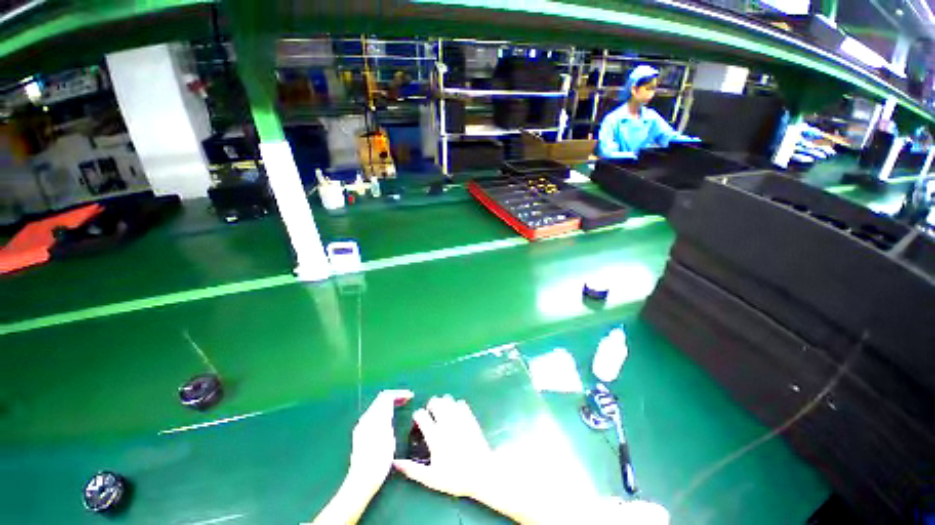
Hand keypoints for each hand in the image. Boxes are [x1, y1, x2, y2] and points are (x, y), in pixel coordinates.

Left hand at [347, 389, 413, 494]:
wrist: (361, 481)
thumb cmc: (379, 461)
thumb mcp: (388, 437)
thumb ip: (388, 416)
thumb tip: (390, 401)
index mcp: (373, 418)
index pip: (386, 396)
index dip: (400, 393)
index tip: (411, 397)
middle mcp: (366, 419)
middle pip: (380, 399)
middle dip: (395, 397)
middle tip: (407, 400)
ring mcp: (362, 426)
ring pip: (377, 406)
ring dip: (390, 404)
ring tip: (401, 407)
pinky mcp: (361, 434)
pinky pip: (374, 414)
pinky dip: (384, 411)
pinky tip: (390, 419)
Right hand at [392, 395, 492, 499]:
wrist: (482, 473)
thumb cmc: (455, 477)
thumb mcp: (431, 478)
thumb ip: (412, 469)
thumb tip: (394, 462)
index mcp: (435, 437)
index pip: (421, 415)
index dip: (418, 416)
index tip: (418, 423)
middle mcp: (446, 423)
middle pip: (435, 402)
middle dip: (430, 406)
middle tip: (431, 415)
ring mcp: (459, 418)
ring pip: (447, 399)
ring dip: (442, 403)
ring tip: (442, 413)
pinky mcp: (470, 417)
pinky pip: (460, 402)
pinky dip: (456, 405)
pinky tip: (455, 414)